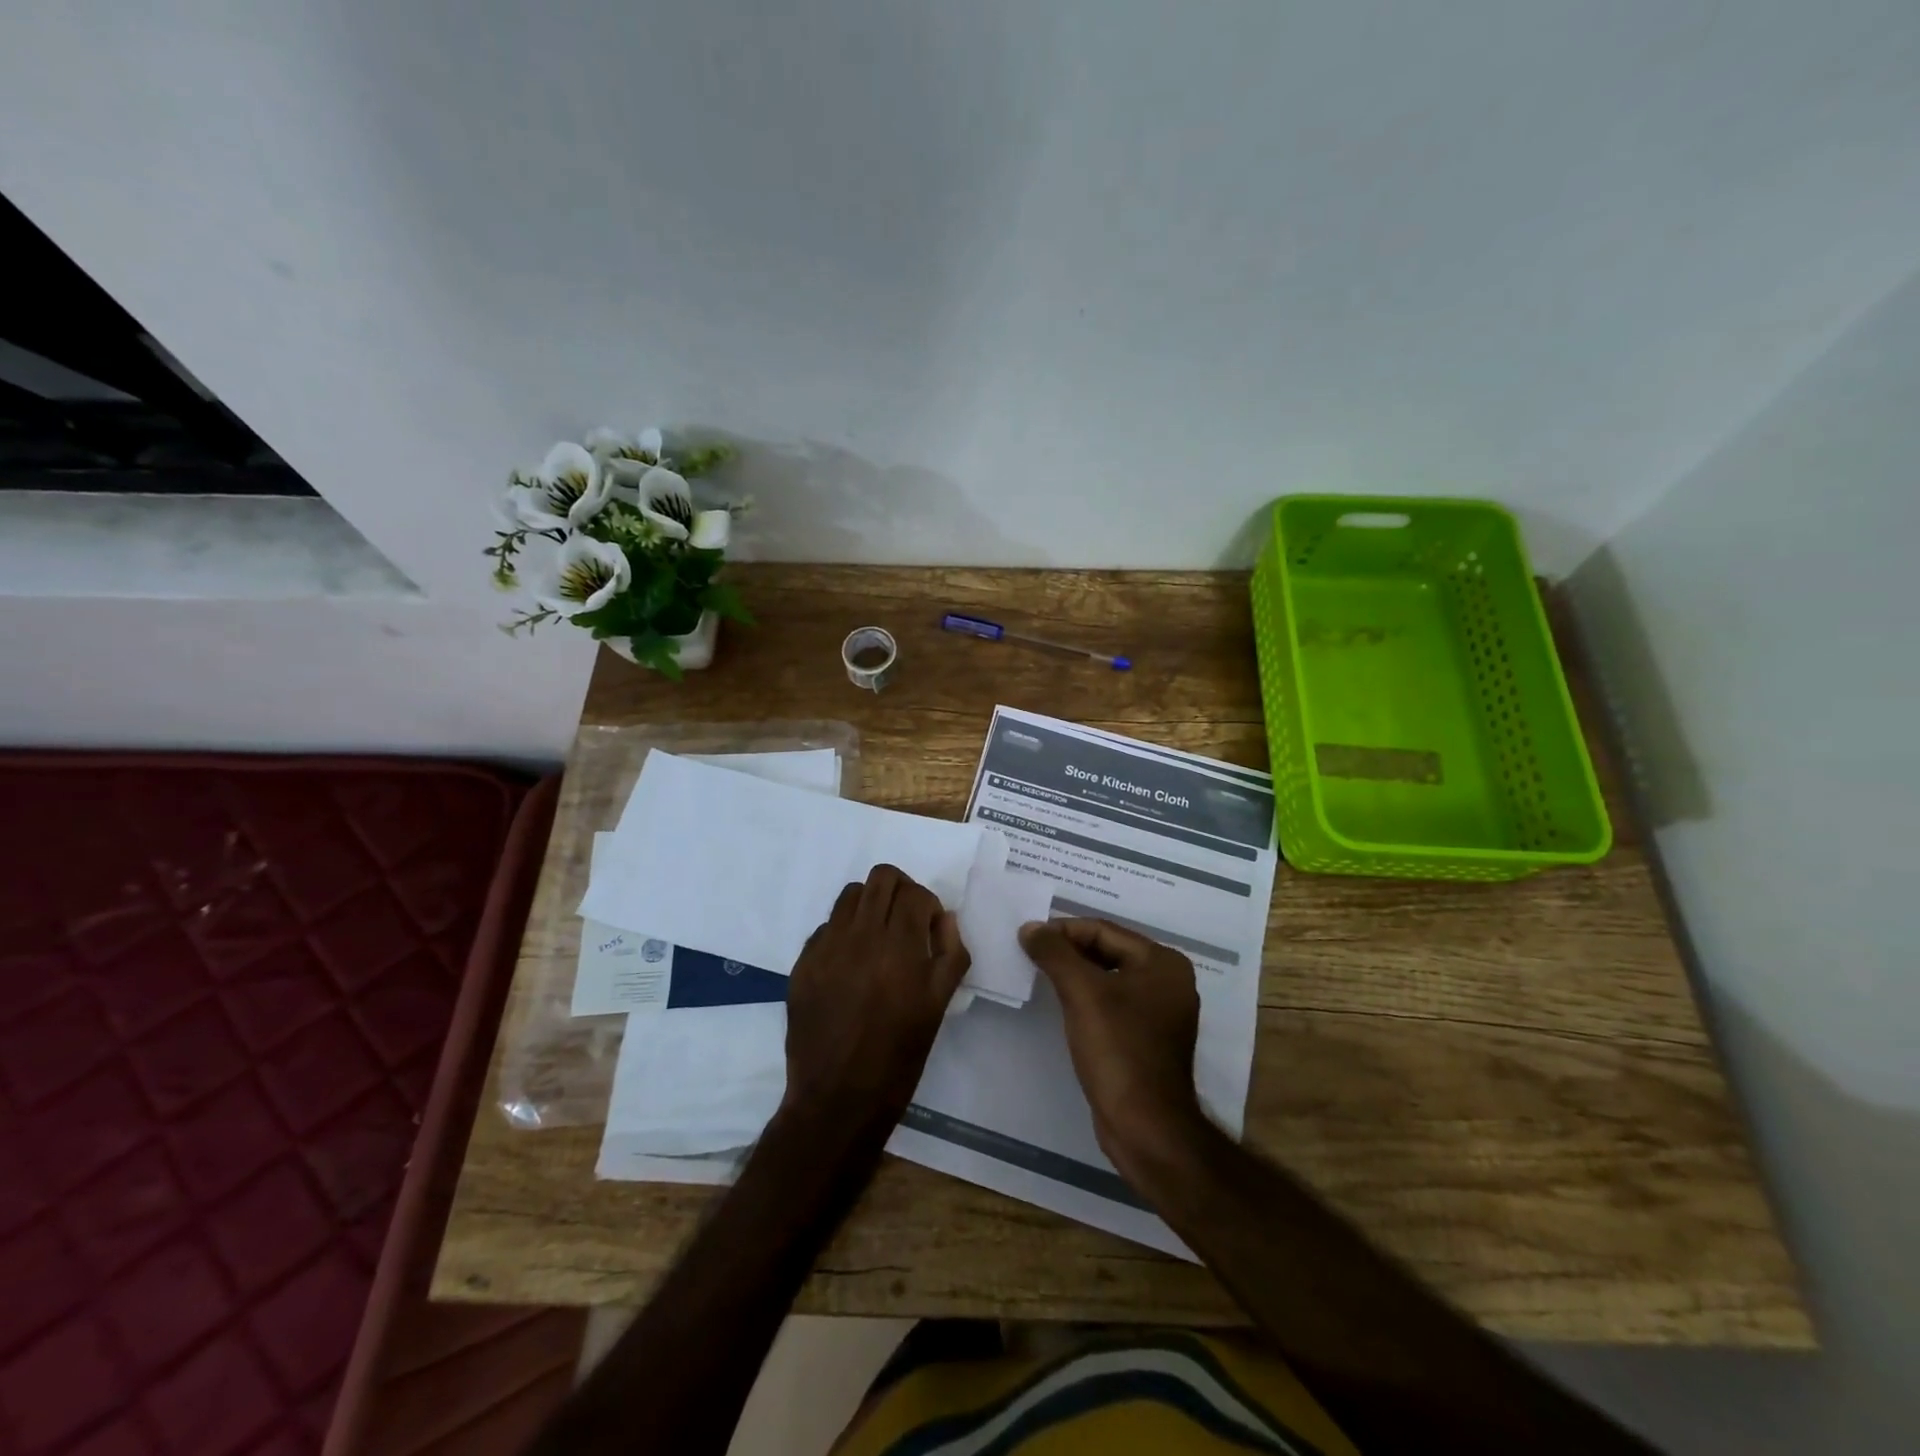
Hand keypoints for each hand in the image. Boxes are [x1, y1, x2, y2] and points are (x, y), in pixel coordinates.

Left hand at [783, 865, 971, 1135]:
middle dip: (901, 891)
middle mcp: (861, 936)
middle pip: (882, 878)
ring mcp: (827, 947)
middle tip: (906, 920)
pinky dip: (845, 932)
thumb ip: (950, 954)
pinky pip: (827, 926)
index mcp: (900, 947)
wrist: (838, 1098)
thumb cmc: (898, 1056)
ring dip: (871, 904)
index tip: (930, 929)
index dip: (928, 906)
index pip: (915, 893)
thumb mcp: (938, 1006)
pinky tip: (851, 963)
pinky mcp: (803, 962)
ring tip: (878, 936)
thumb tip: (944, 918)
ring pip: (851, 894)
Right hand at [1018, 918, 1211, 1186]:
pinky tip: (1063, 1005)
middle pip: (1108, 951)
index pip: (1104, 930)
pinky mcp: (1149, 1039)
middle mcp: (1169, 981)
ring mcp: (1162, 1012)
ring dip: (1076, 975)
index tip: (1028, 938)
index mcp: (1162, 962)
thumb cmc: (1118, 1050)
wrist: (1146, 1127)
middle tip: (1030, 954)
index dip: (1063, 931)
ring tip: (1041, 975)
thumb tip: (1030, 927)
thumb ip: (1054, 953)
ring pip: (1109, 978)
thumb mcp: (1081, 993)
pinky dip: (1088, 998)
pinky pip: (1113, 1004)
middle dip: (1069, 952)